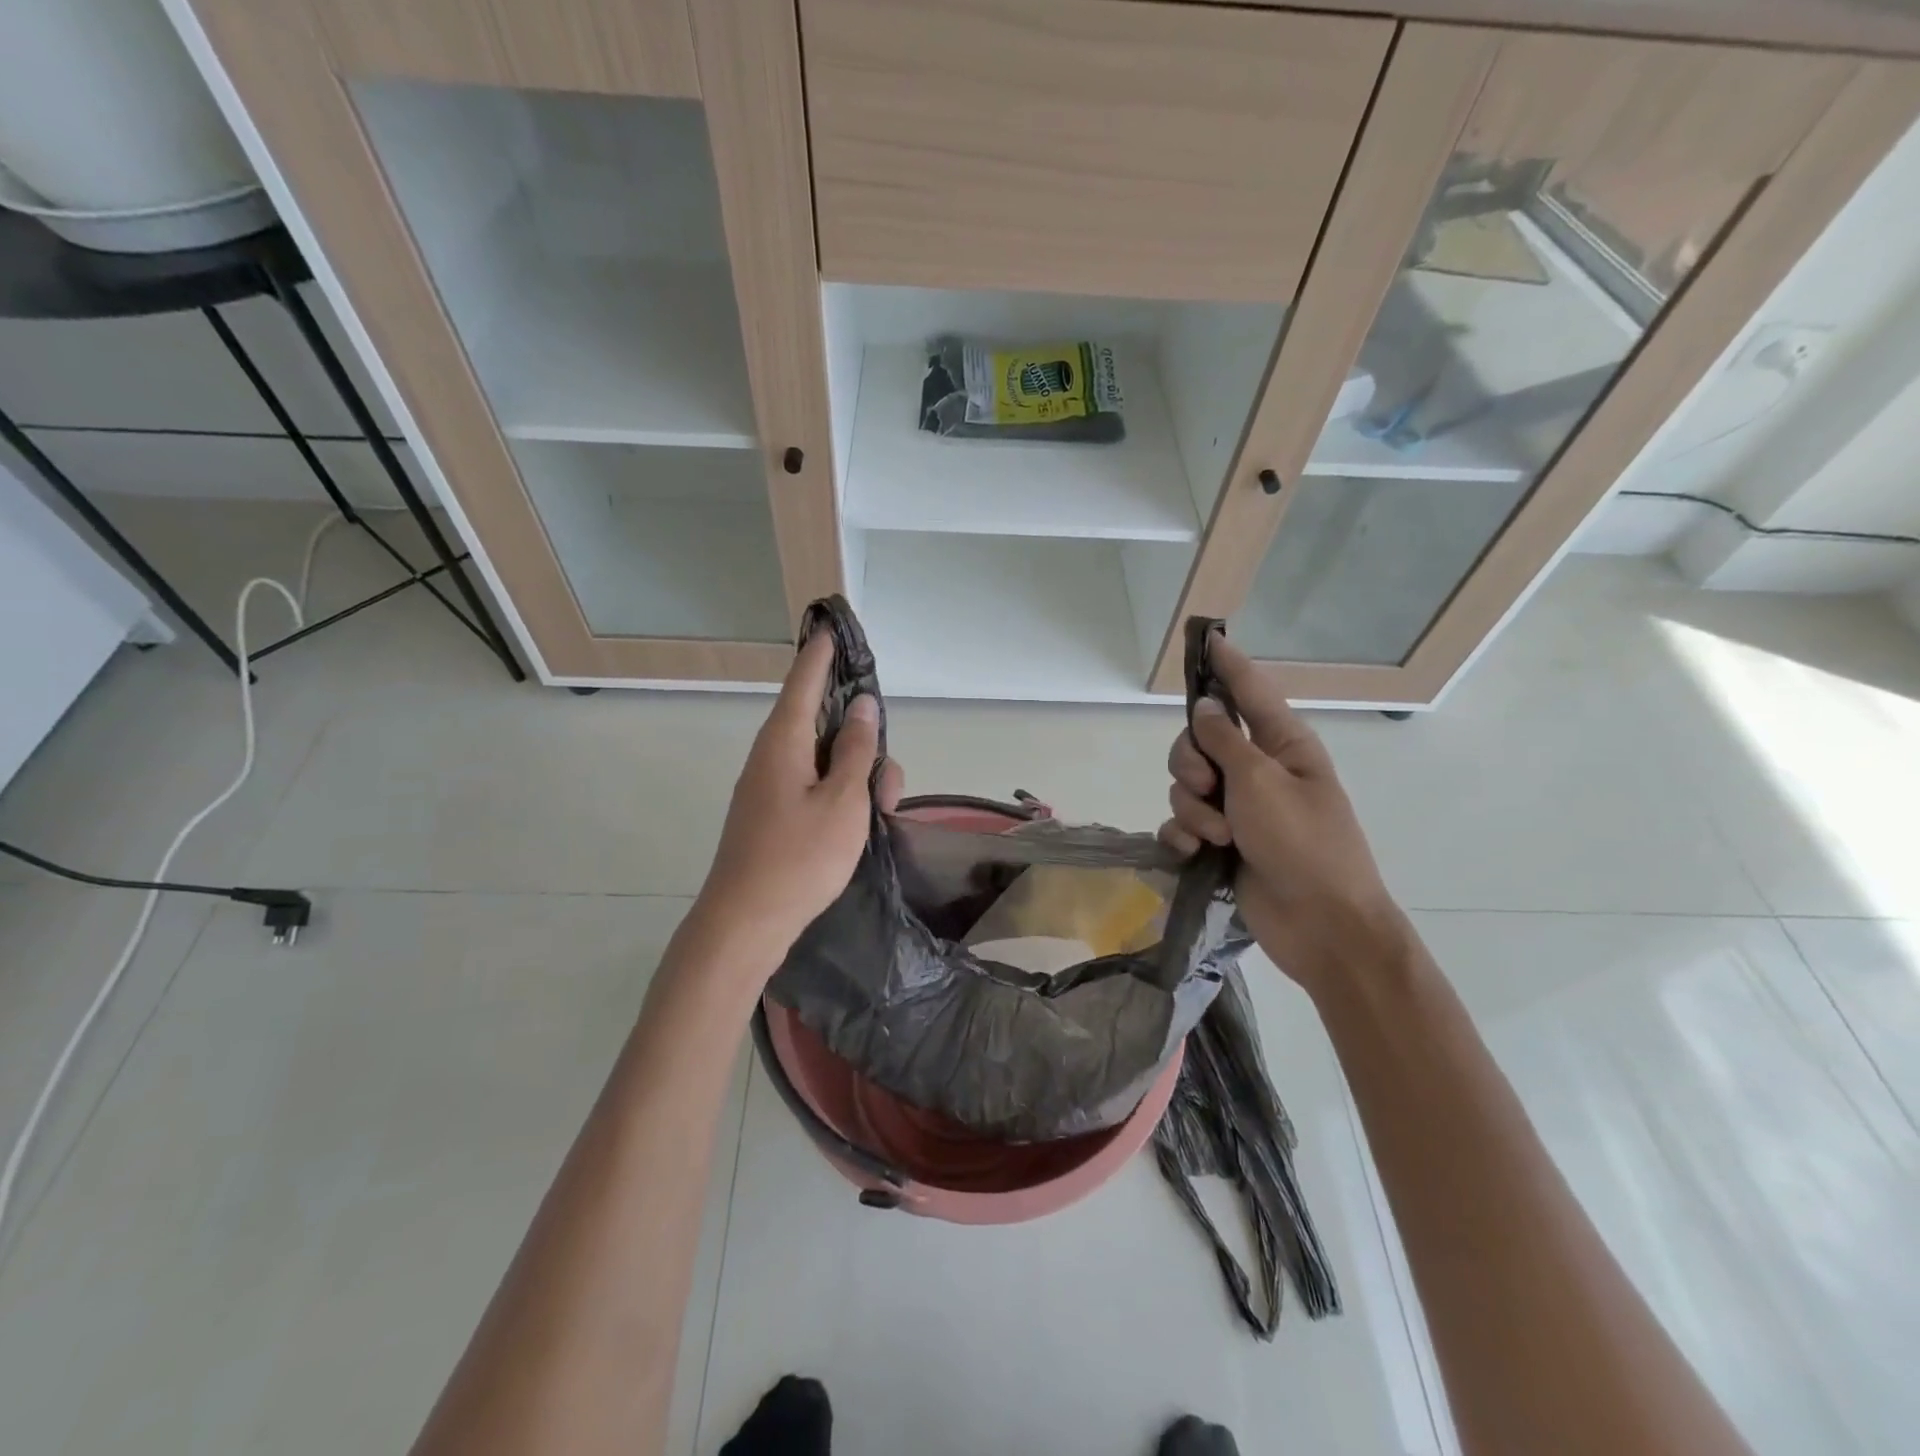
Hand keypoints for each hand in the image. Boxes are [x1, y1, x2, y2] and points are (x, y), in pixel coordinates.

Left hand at [690, 632, 903, 973]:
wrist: (745, 923)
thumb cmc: (799, 858)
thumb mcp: (843, 801)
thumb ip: (856, 750)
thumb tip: (861, 705)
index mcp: (784, 741)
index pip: (804, 680)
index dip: (822, 652)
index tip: (833, 624)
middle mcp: (772, 756)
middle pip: (821, 723)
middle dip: (861, 740)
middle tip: (888, 786)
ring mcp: (770, 787)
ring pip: (823, 759)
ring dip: (857, 776)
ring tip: (881, 813)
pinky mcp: (773, 814)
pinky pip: (813, 786)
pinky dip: (840, 795)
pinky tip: (860, 823)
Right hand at [1158, 638, 1408, 994]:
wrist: (1320, 926)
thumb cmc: (1304, 845)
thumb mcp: (1261, 783)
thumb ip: (1224, 741)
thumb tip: (1205, 707)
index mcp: (1281, 745)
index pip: (1249, 691)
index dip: (1226, 663)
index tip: (1206, 637)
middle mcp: (1257, 769)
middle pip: (1199, 740)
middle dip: (1190, 763)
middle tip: (1210, 788)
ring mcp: (1238, 808)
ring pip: (1185, 784)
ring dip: (1193, 809)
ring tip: (1218, 836)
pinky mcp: (1220, 842)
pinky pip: (1182, 822)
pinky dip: (1183, 836)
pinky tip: (1195, 852)